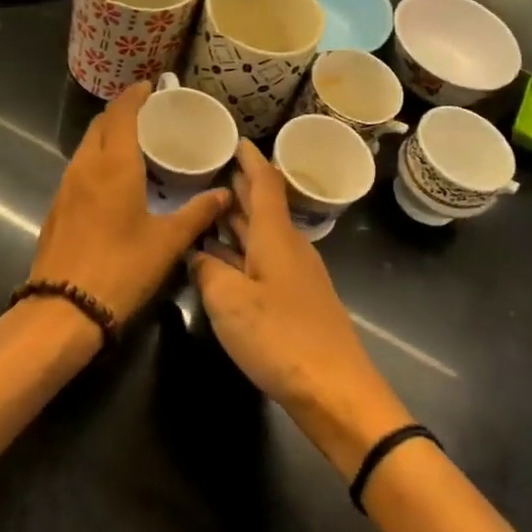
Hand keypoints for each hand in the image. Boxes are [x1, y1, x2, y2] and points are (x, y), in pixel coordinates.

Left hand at [27, 83, 229, 323]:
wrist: (63, 309)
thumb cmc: (121, 269)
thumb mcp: (167, 243)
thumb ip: (197, 214)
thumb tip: (224, 194)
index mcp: (114, 165)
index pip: (121, 113)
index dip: (135, 95)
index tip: (151, 86)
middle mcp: (86, 166)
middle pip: (100, 124)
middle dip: (122, 112)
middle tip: (149, 114)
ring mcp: (66, 186)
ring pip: (87, 145)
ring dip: (107, 135)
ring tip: (135, 142)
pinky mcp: (57, 207)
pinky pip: (79, 167)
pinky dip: (97, 158)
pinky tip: (114, 178)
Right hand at [190, 143, 412, 476]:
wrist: (335, 390)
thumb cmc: (280, 337)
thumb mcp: (229, 302)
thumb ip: (207, 272)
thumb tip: (197, 255)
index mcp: (276, 237)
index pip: (264, 184)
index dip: (249, 160)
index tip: (234, 140)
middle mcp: (289, 248)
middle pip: (262, 208)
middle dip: (238, 188)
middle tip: (209, 170)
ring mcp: (295, 276)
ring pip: (261, 236)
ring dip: (237, 221)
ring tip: (208, 208)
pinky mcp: (296, 301)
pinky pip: (263, 262)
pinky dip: (240, 252)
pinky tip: (221, 260)